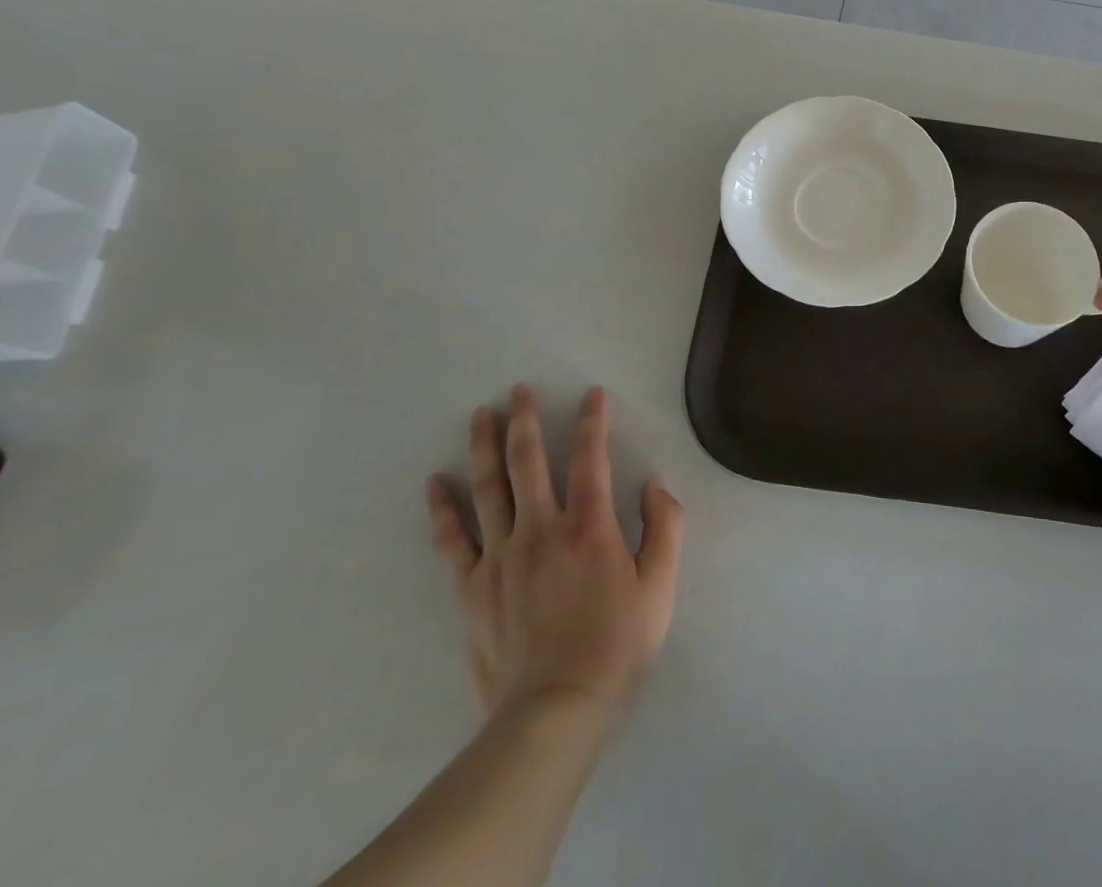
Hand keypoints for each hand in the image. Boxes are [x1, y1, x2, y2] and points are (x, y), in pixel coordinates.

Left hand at [426, 385, 683, 723]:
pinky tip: (435, 483)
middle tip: (518, 389)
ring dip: (483, 446)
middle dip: (524, 419)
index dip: (593, 420)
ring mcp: (500, 556)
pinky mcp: (472, 587)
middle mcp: (541, 528)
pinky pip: (453, 539)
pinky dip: (442, 509)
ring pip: (488, 488)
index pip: (590, 457)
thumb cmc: (616, 645)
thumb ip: (665, 526)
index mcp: (589, 525)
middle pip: (527, 461)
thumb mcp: (661, 586)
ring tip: (480, 414)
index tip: (592, 393)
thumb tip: (655, 482)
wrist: (555, 711)